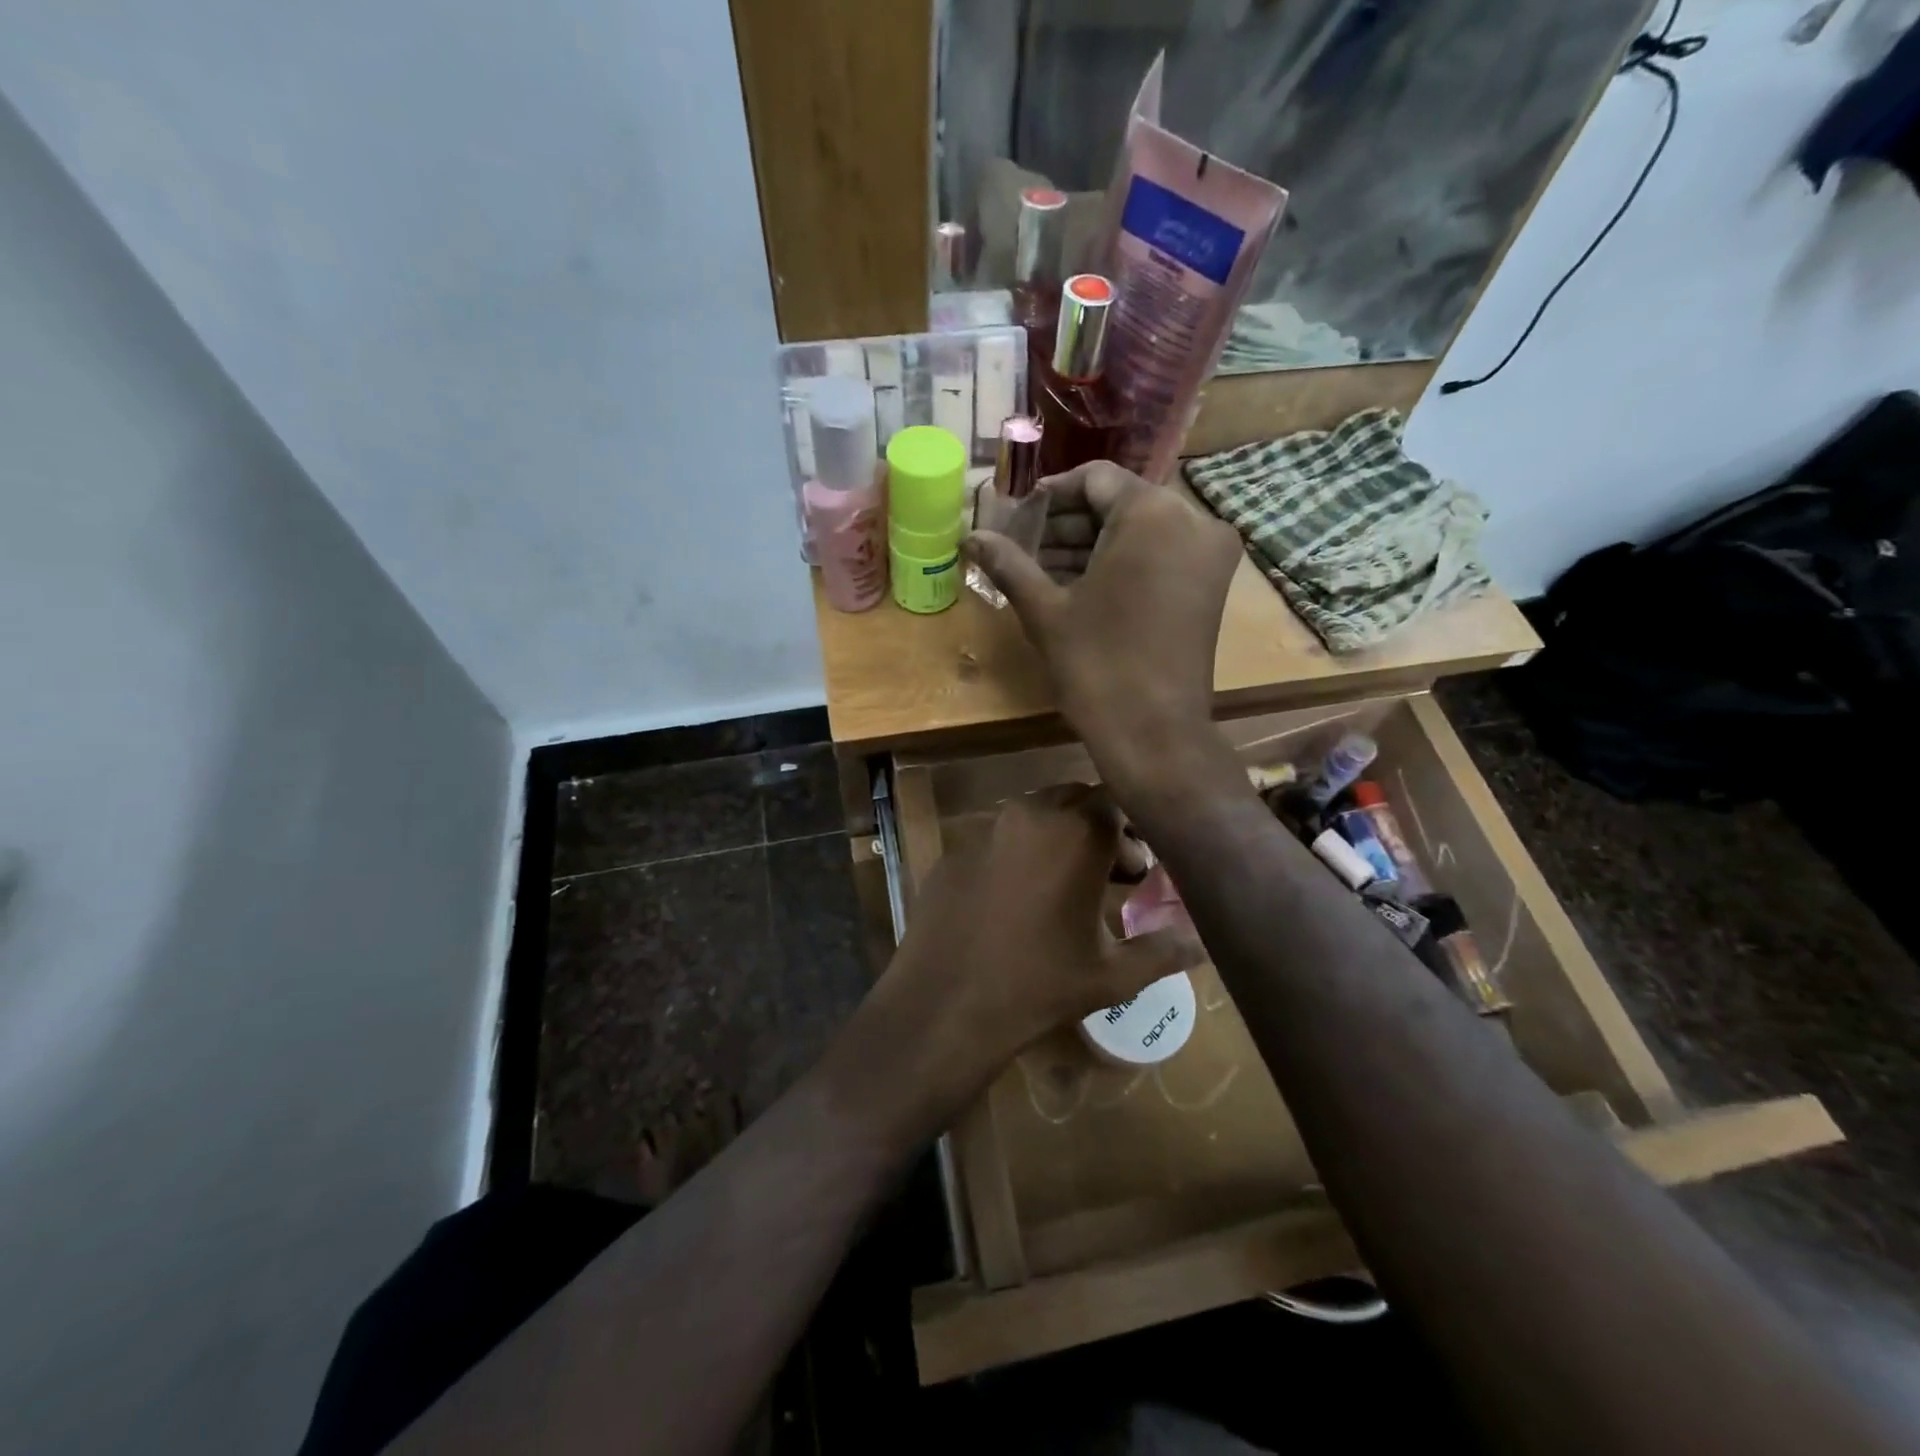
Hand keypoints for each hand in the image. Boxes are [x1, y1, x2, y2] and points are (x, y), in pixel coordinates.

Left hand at [830, 785, 1205, 1141]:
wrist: (947, 1003)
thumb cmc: (1041, 985)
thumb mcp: (1114, 975)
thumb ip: (1164, 950)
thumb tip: (1201, 941)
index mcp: (1077, 833)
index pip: (1117, 802)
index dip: (1133, 830)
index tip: (1139, 869)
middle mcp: (1032, 815)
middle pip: (1076, 799)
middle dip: (1098, 828)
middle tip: (1110, 875)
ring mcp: (987, 829)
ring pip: (1035, 813)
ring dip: (1058, 836)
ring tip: (1065, 887)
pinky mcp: (956, 850)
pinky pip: (998, 838)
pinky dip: (1018, 854)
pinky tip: (1016, 901)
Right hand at [963, 462, 1245, 809]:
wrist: (1154, 732)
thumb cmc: (1096, 664)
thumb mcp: (1046, 610)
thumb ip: (1009, 563)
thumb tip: (970, 536)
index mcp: (1152, 514)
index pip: (1095, 479)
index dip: (1050, 495)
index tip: (1017, 518)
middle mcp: (1192, 521)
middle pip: (1120, 503)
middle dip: (1069, 524)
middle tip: (1025, 547)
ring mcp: (1209, 555)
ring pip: (1141, 530)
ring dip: (1093, 545)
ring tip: (1044, 570)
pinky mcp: (1211, 586)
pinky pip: (1161, 555)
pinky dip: (1123, 563)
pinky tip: (1081, 587)